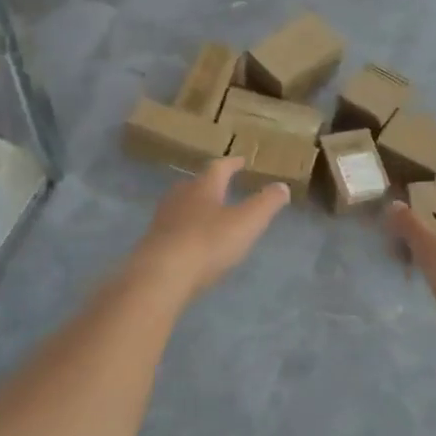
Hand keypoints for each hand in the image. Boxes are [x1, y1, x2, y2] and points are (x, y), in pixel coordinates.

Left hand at [132, 158, 288, 301]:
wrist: (161, 275)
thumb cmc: (208, 242)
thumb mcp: (247, 222)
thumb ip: (266, 203)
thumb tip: (282, 185)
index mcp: (203, 187)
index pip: (219, 167)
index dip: (232, 163)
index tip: (241, 161)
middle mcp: (180, 197)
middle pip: (195, 184)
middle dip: (209, 183)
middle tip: (221, 185)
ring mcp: (163, 220)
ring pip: (180, 205)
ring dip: (194, 206)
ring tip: (207, 213)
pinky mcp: (153, 243)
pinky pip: (172, 229)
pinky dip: (184, 229)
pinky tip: (190, 242)